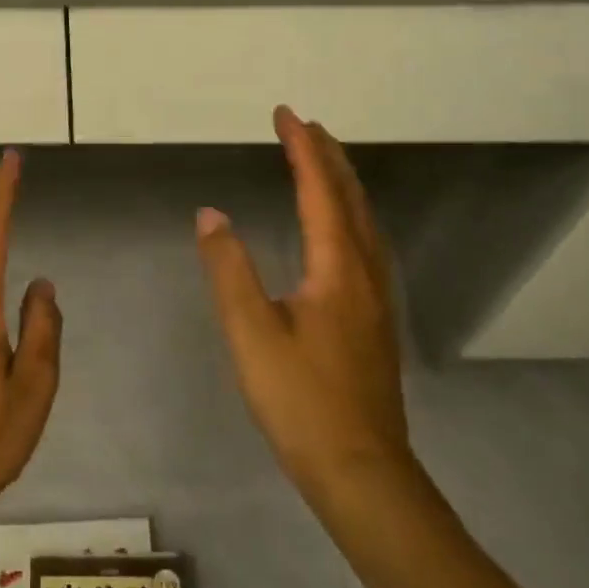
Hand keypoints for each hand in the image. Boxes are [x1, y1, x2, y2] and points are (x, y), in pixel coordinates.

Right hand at [196, 107, 413, 500]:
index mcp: (337, 268)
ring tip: (323, 161)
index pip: (319, 191)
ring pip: (364, 221)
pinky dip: (350, 212)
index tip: (285, 114)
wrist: (362, 473)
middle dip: (328, 156)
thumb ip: (229, 269)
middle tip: (306, 125)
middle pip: (351, 199)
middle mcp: (365, 272)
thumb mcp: (250, 333)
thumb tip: (211, 214)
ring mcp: (377, 298)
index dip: (302, 149)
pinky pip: (366, 242)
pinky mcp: (376, 320)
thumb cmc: (300, 400)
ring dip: (343, 183)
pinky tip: (340, 228)